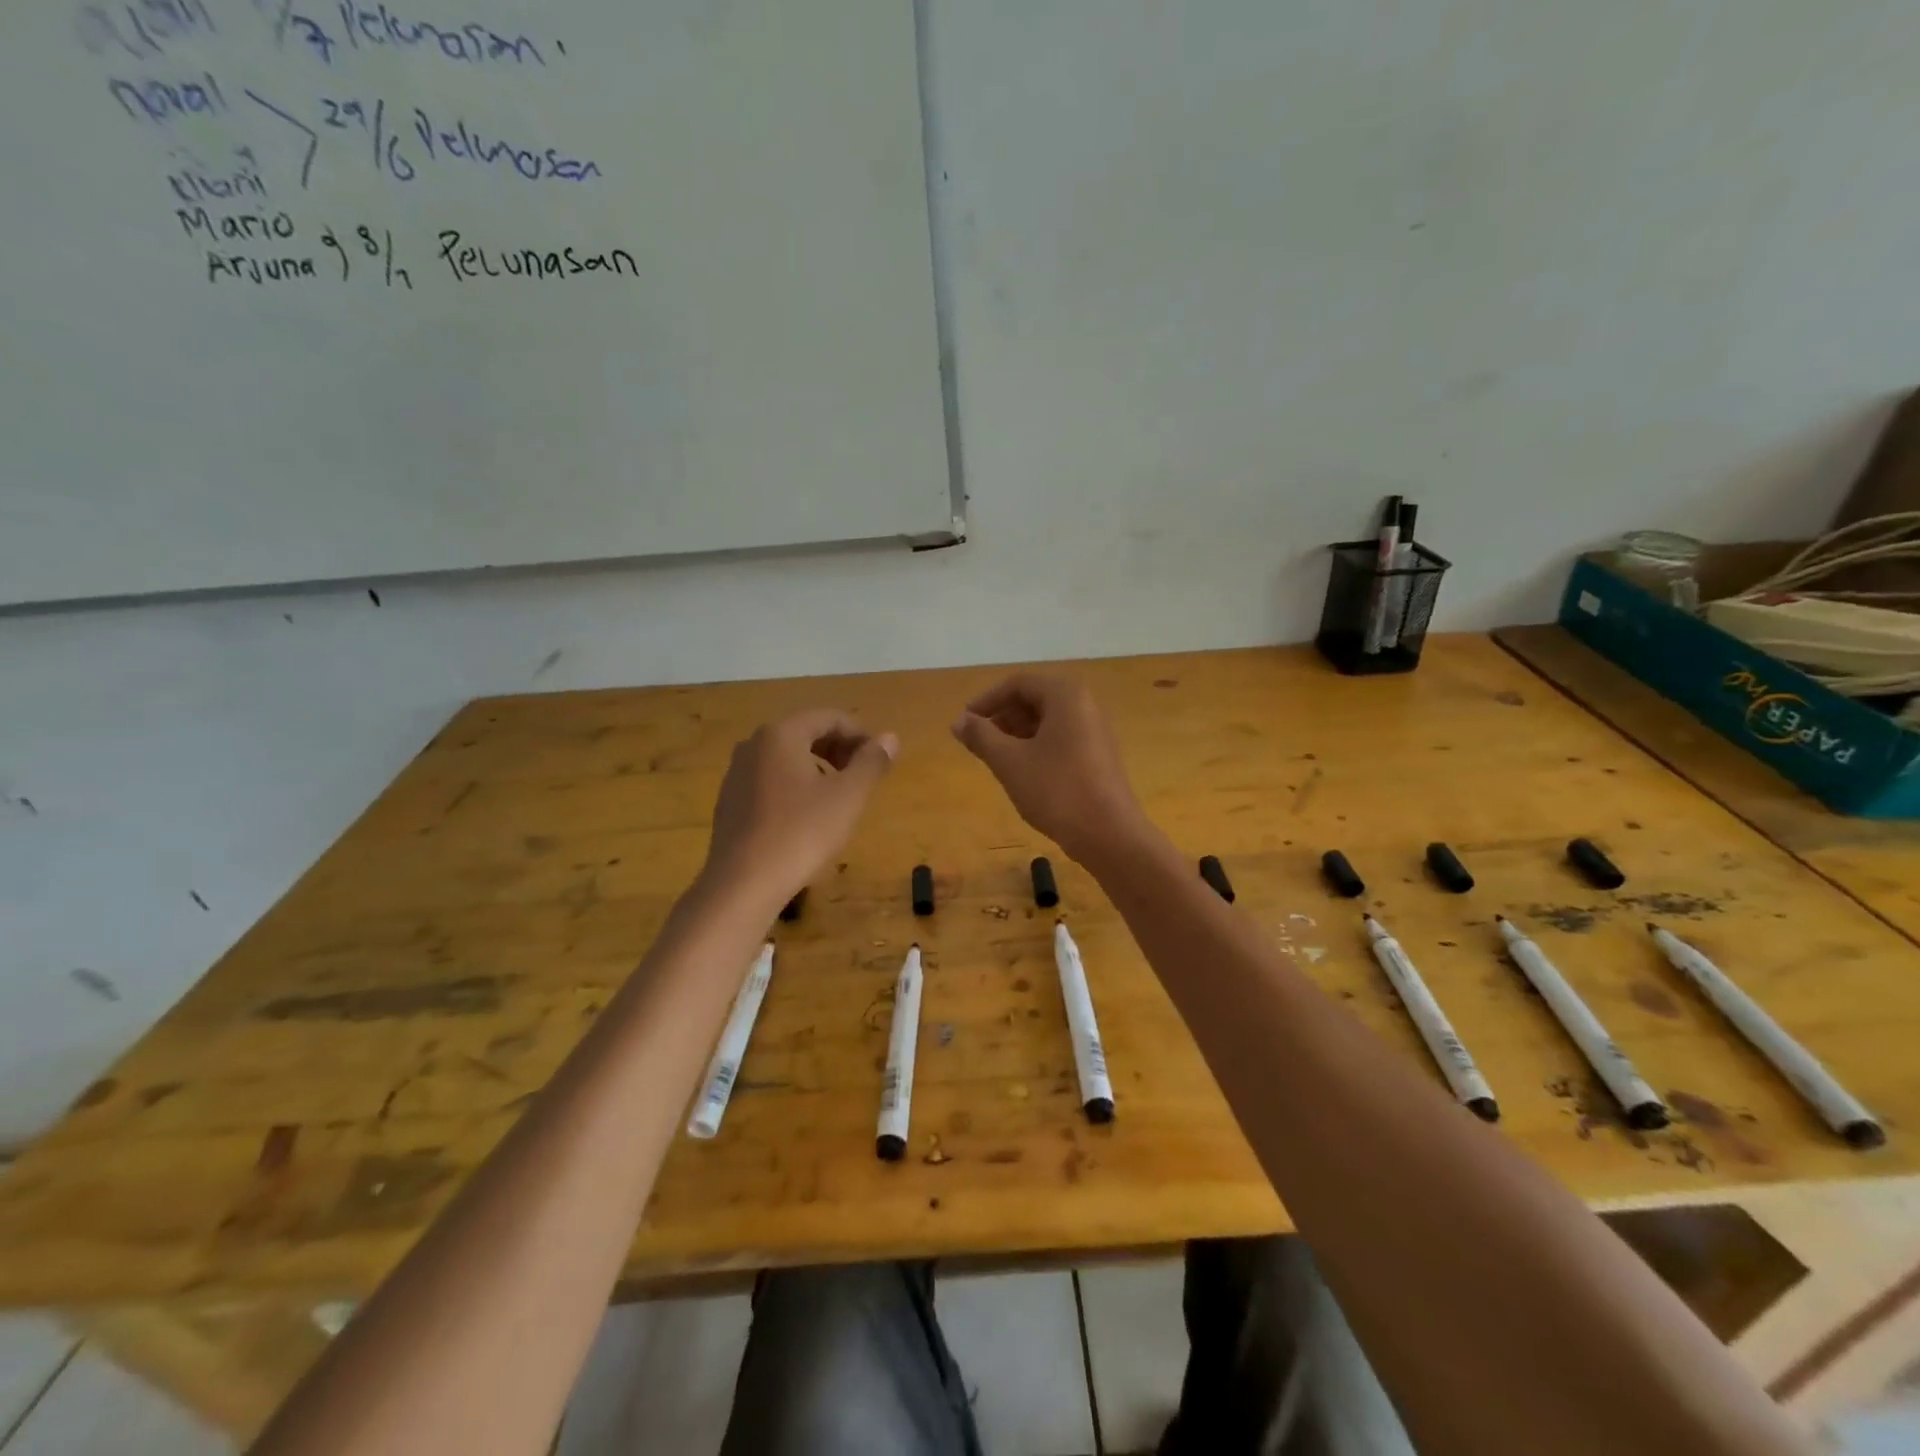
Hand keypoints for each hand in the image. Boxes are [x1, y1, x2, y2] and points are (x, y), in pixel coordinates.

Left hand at [703, 710, 897, 905]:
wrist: (743, 884)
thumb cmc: (801, 832)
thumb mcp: (848, 796)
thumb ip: (871, 762)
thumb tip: (889, 737)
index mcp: (781, 734)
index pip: (830, 718)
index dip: (861, 735)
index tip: (881, 760)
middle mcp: (754, 744)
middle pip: (806, 733)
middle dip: (840, 750)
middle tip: (864, 777)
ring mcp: (737, 773)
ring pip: (787, 758)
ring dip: (819, 768)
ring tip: (840, 798)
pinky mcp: (730, 801)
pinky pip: (771, 780)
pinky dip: (795, 786)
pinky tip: (807, 818)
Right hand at [951, 675, 1147, 864]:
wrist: (1109, 835)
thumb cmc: (1057, 790)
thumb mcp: (1010, 762)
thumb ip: (981, 736)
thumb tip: (959, 721)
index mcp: (1066, 696)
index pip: (1018, 683)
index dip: (987, 700)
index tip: (965, 723)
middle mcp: (1085, 705)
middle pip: (1034, 699)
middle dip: (1002, 717)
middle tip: (978, 742)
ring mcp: (1095, 731)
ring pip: (1047, 721)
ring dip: (1017, 733)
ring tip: (996, 759)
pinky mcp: (1098, 756)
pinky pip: (1061, 739)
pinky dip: (1036, 747)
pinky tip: (1022, 773)